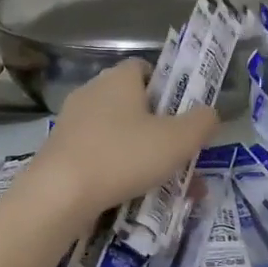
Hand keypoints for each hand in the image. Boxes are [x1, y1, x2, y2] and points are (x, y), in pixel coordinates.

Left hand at [27, 60, 220, 221]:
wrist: (58, 195)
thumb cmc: (123, 156)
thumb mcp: (178, 140)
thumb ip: (202, 122)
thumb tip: (209, 114)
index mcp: (119, 78)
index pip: (146, 68)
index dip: (168, 88)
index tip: (183, 115)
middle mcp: (92, 92)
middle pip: (135, 105)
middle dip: (161, 131)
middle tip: (181, 158)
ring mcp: (72, 123)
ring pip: (119, 135)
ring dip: (144, 157)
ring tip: (168, 188)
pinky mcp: (60, 152)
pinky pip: (100, 156)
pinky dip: (119, 172)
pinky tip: (135, 198)